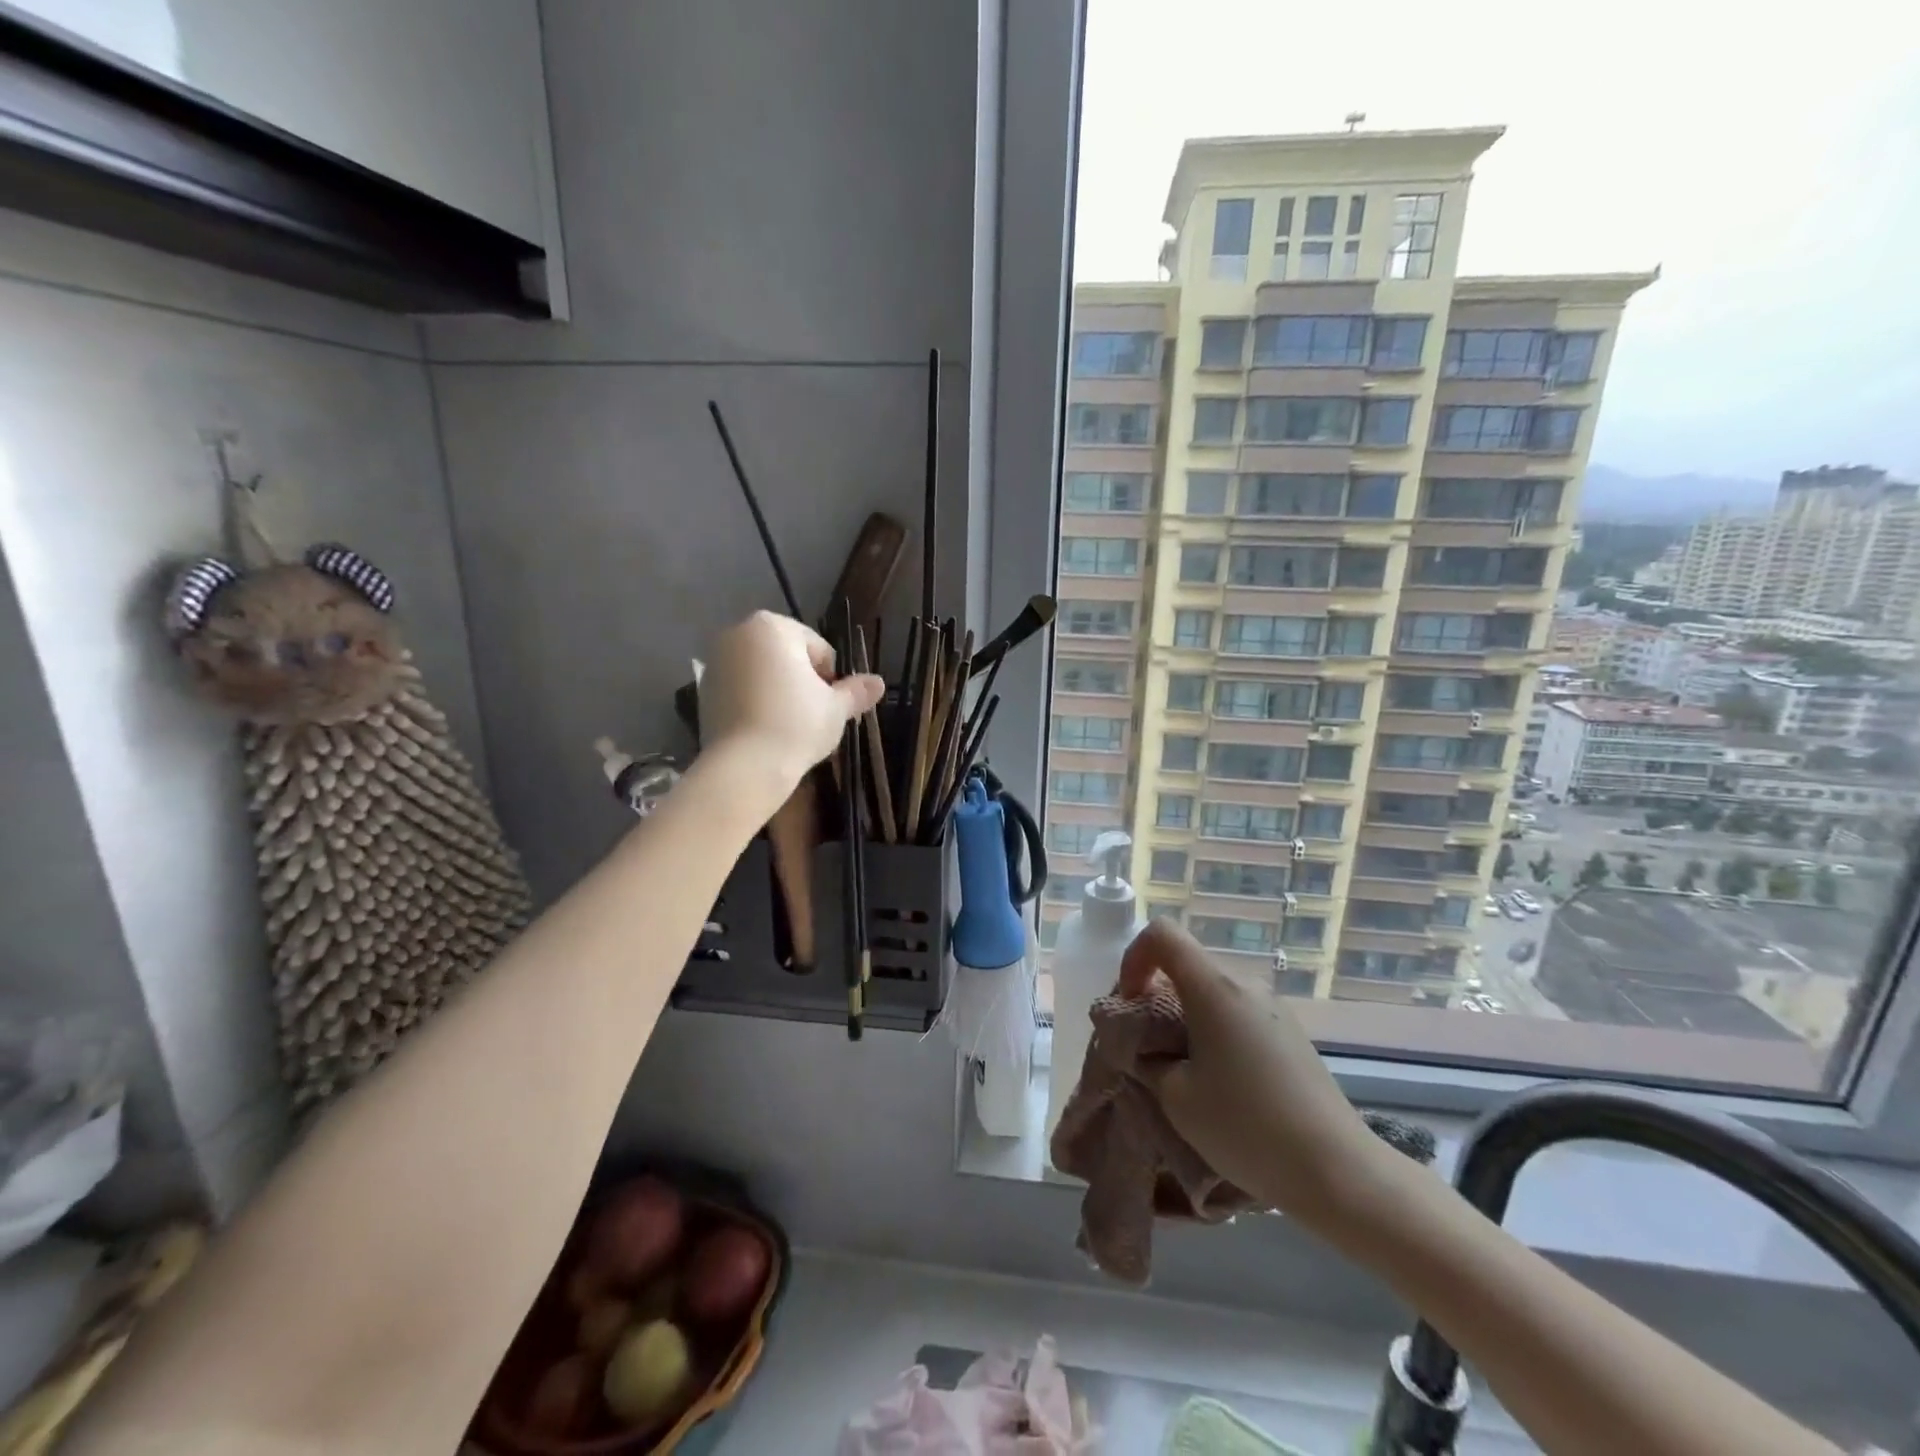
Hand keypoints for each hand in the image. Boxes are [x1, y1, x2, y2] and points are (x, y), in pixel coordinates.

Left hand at [698, 612, 883, 789]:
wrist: (745, 766)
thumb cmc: (797, 725)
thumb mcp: (836, 708)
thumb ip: (856, 691)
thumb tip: (879, 683)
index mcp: (773, 627)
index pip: (816, 647)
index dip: (829, 676)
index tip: (829, 703)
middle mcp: (738, 634)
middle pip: (785, 655)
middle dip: (801, 679)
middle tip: (812, 715)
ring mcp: (715, 662)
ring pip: (761, 672)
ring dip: (777, 690)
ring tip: (788, 725)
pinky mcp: (703, 691)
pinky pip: (740, 690)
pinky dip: (753, 702)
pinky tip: (764, 729)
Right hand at [1119, 919, 1390, 1227]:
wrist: (1337, 1170)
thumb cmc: (1246, 1126)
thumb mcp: (1176, 1097)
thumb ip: (1148, 1060)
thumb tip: (1146, 1049)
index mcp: (1213, 987)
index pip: (1162, 934)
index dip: (1134, 958)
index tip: (1129, 1002)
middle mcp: (1245, 985)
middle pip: (1188, 964)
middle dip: (1157, 994)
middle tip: (1147, 1045)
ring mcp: (1274, 1008)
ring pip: (1213, 992)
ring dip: (1187, 1017)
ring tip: (1183, 1070)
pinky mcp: (1291, 1034)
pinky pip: (1238, 1014)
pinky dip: (1215, 1032)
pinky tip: (1222, 1083)